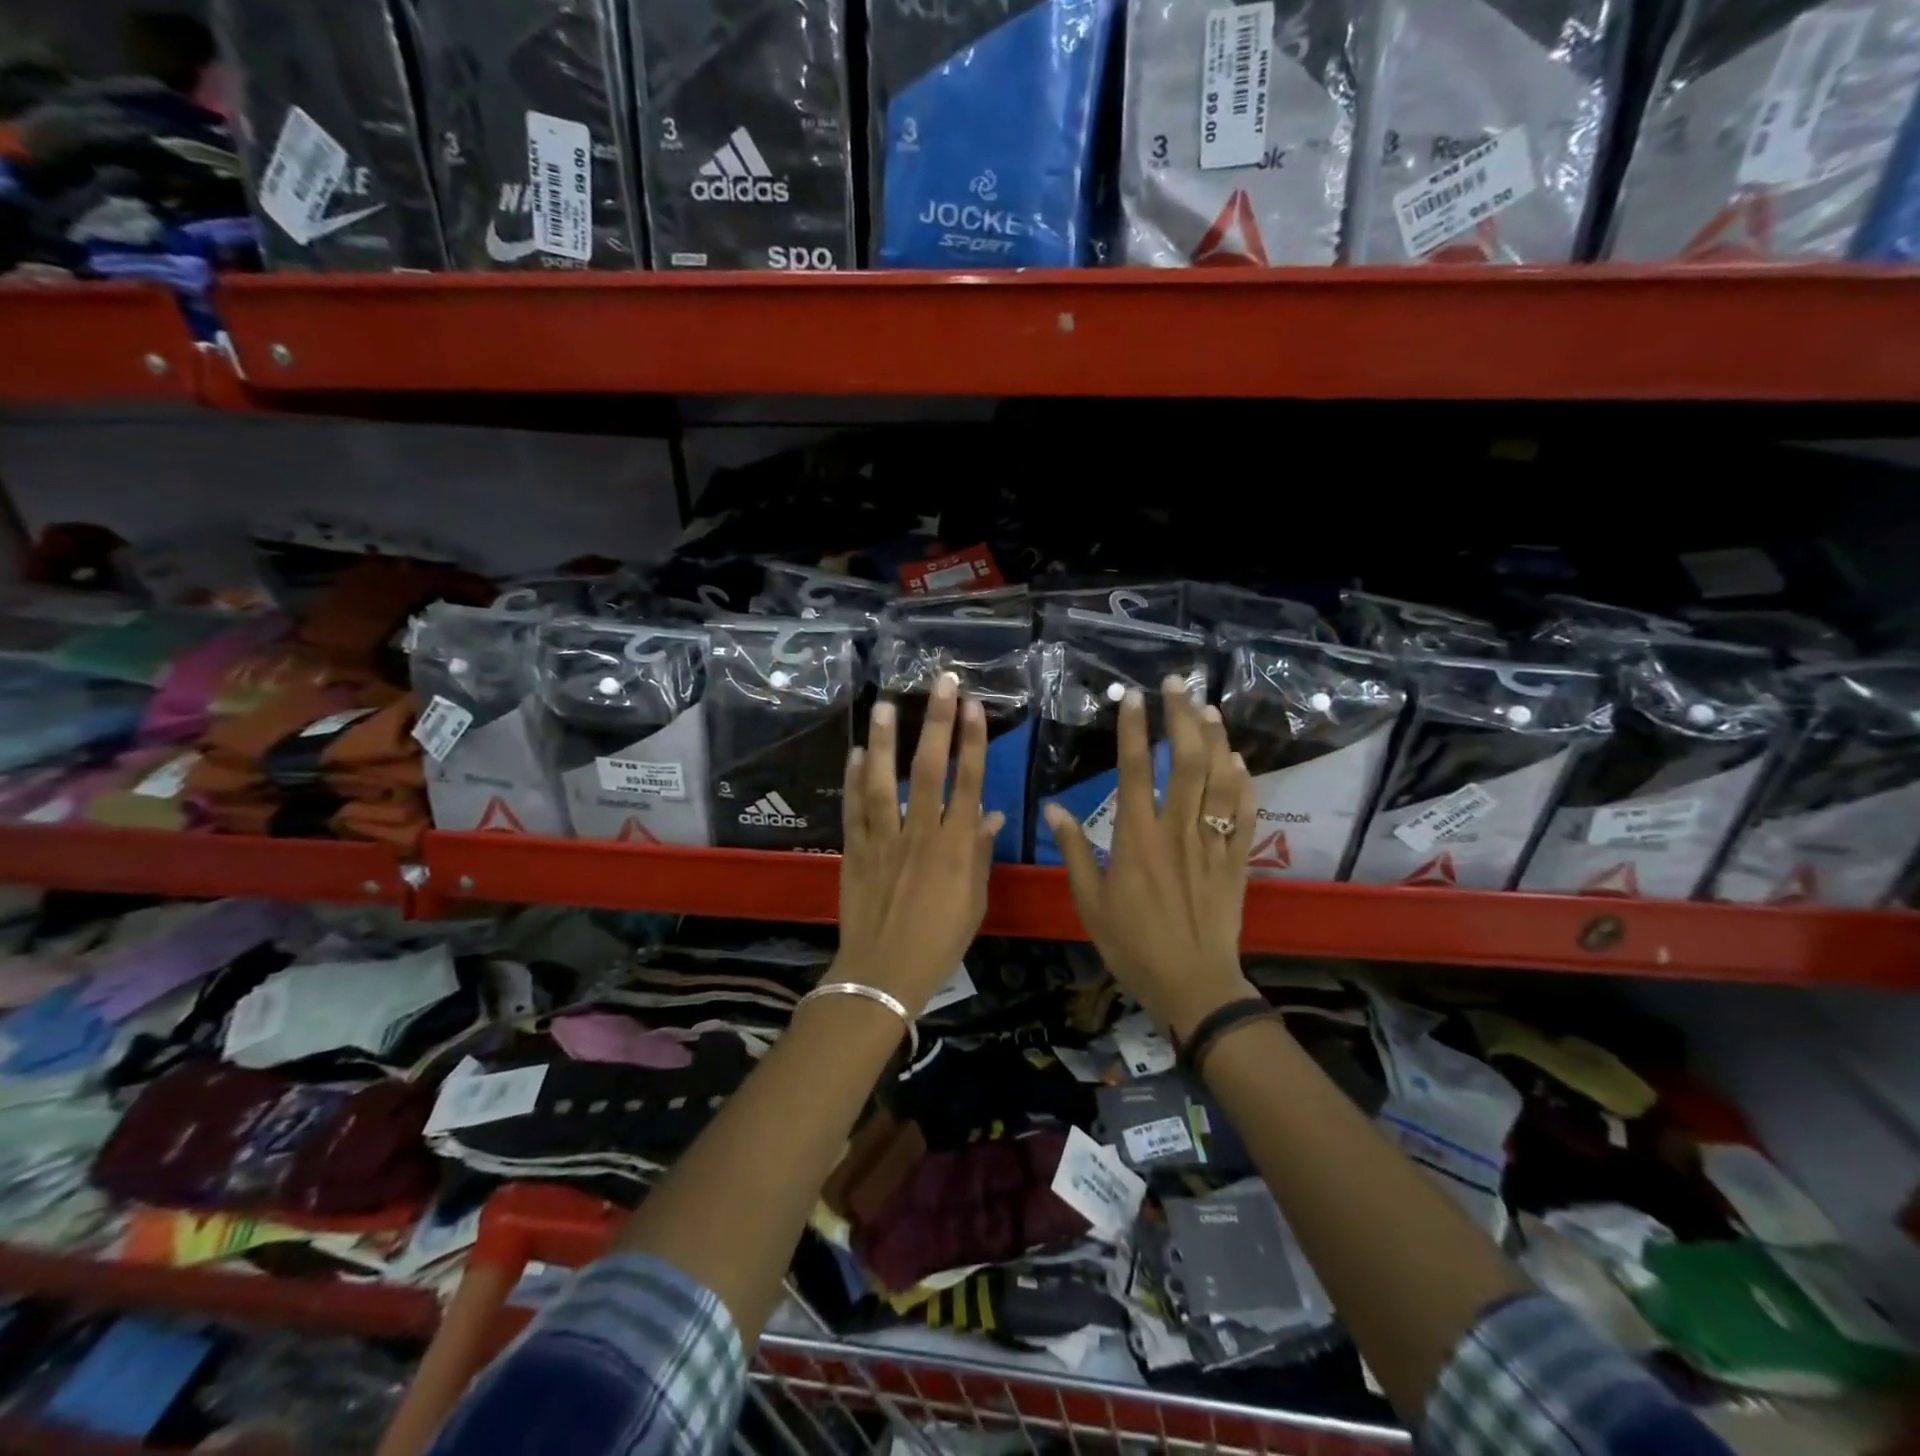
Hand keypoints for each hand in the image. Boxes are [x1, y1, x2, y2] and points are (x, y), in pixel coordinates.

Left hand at [834, 673, 1003, 1015]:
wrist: (883, 973)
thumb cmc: (939, 942)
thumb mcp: (973, 901)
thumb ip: (980, 854)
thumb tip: (989, 813)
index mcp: (955, 848)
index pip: (968, 783)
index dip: (973, 741)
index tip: (974, 705)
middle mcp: (920, 834)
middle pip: (929, 770)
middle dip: (937, 722)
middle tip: (940, 683)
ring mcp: (883, 840)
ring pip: (883, 782)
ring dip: (884, 741)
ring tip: (884, 704)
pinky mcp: (855, 850)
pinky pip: (854, 809)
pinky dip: (853, 780)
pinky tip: (854, 752)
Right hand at [1043, 677, 1256, 1037]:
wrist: (1193, 984)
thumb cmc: (1133, 944)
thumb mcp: (1090, 901)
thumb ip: (1075, 851)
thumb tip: (1053, 808)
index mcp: (1138, 838)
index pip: (1136, 770)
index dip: (1134, 730)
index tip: (1133, 697)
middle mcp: (1178, 830)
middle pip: (1187, 762)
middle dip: (1182, 717)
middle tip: (1177, 684)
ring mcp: (1213, 842)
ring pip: (1221, 779)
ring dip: (1216, 739)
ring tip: (1208, 708)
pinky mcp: (1237, 860)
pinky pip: (1245, 813)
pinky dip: (1244, 782)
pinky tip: (1239, 761)